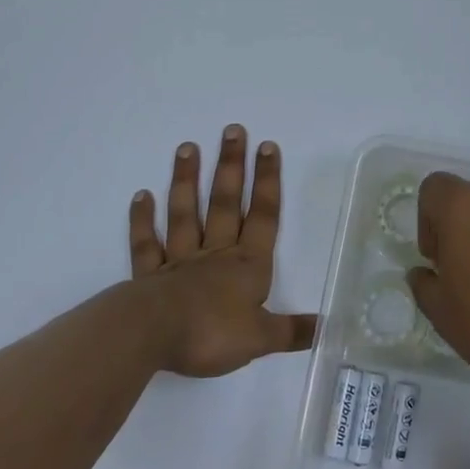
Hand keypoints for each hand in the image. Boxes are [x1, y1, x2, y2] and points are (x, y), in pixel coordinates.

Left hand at [128, 125, 315, 377]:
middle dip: (231, 167)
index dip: (267, 181)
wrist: (152, 337)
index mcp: (247, 265)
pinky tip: (141, 196)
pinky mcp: (149, 276)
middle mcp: (216, 255)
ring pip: (185, 214)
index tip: (267, 147)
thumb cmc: (212, 333)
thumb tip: (328, 328)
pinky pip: (147, 244)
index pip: (262, 216)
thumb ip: (292, 332)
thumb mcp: (261, 338)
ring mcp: (180, 261)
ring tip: (187, 147)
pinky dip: (143, 220)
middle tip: (232, 130)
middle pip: (225, 204)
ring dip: (186, 181)